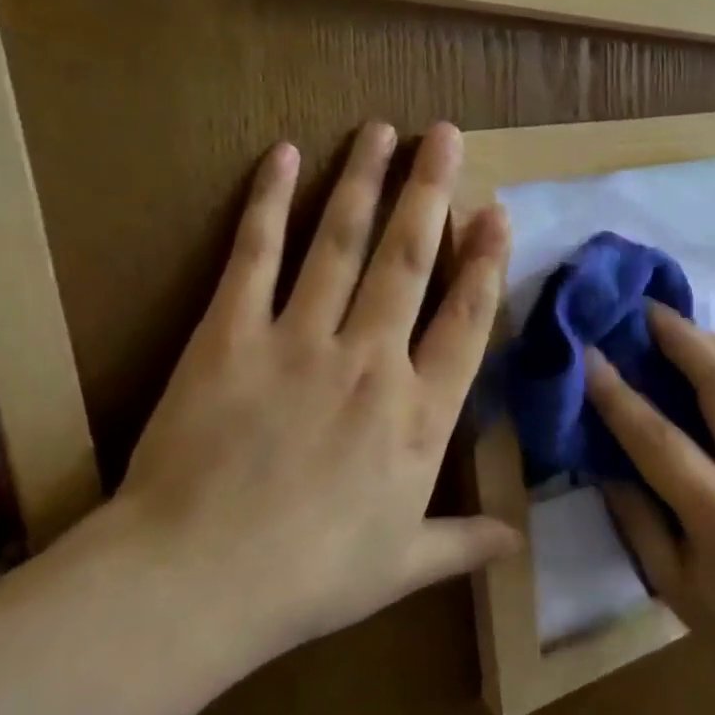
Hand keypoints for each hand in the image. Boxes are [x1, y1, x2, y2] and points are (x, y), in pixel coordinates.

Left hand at [112, 121, 521, 686]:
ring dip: (364, 182)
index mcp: (418, 415)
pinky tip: (282, 156)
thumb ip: (464, 542)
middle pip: (408, 260)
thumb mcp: (401, 565)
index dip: (485, 261)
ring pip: (341, 243)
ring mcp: (299, 340)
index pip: (465, 320)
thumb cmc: (310, 578)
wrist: (195, 583)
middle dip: (431, 192)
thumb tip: (520, 541)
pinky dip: (269, 203)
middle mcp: (371, 361)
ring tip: (382, 131)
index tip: (496, 211)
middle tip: (444, 135)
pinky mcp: (230, 334)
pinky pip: (255, 257)